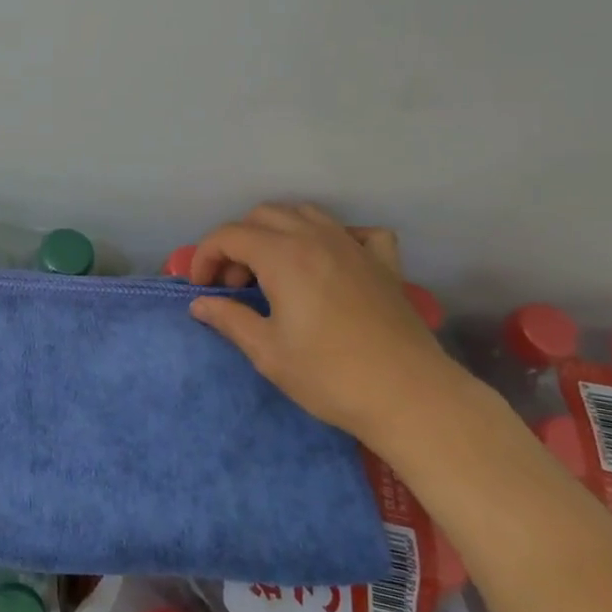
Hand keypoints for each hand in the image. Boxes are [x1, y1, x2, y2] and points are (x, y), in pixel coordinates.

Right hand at [187, 202, 468, 443]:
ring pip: (305, 213)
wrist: (411, 397)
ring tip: (273, 270)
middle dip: (238, 242)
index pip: (229, 235)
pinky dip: (334, 237)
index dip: (205, 256)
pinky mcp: (384, 263)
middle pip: (263, 215)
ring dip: (278, 232)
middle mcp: (317, 238)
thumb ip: (229, 319)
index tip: (202, 288)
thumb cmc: (330, 375)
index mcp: (283, 256)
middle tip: (235, 284)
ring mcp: (354, 246)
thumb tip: (200, 304)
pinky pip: (356, 231)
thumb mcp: (267, 352)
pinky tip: (329, 262)